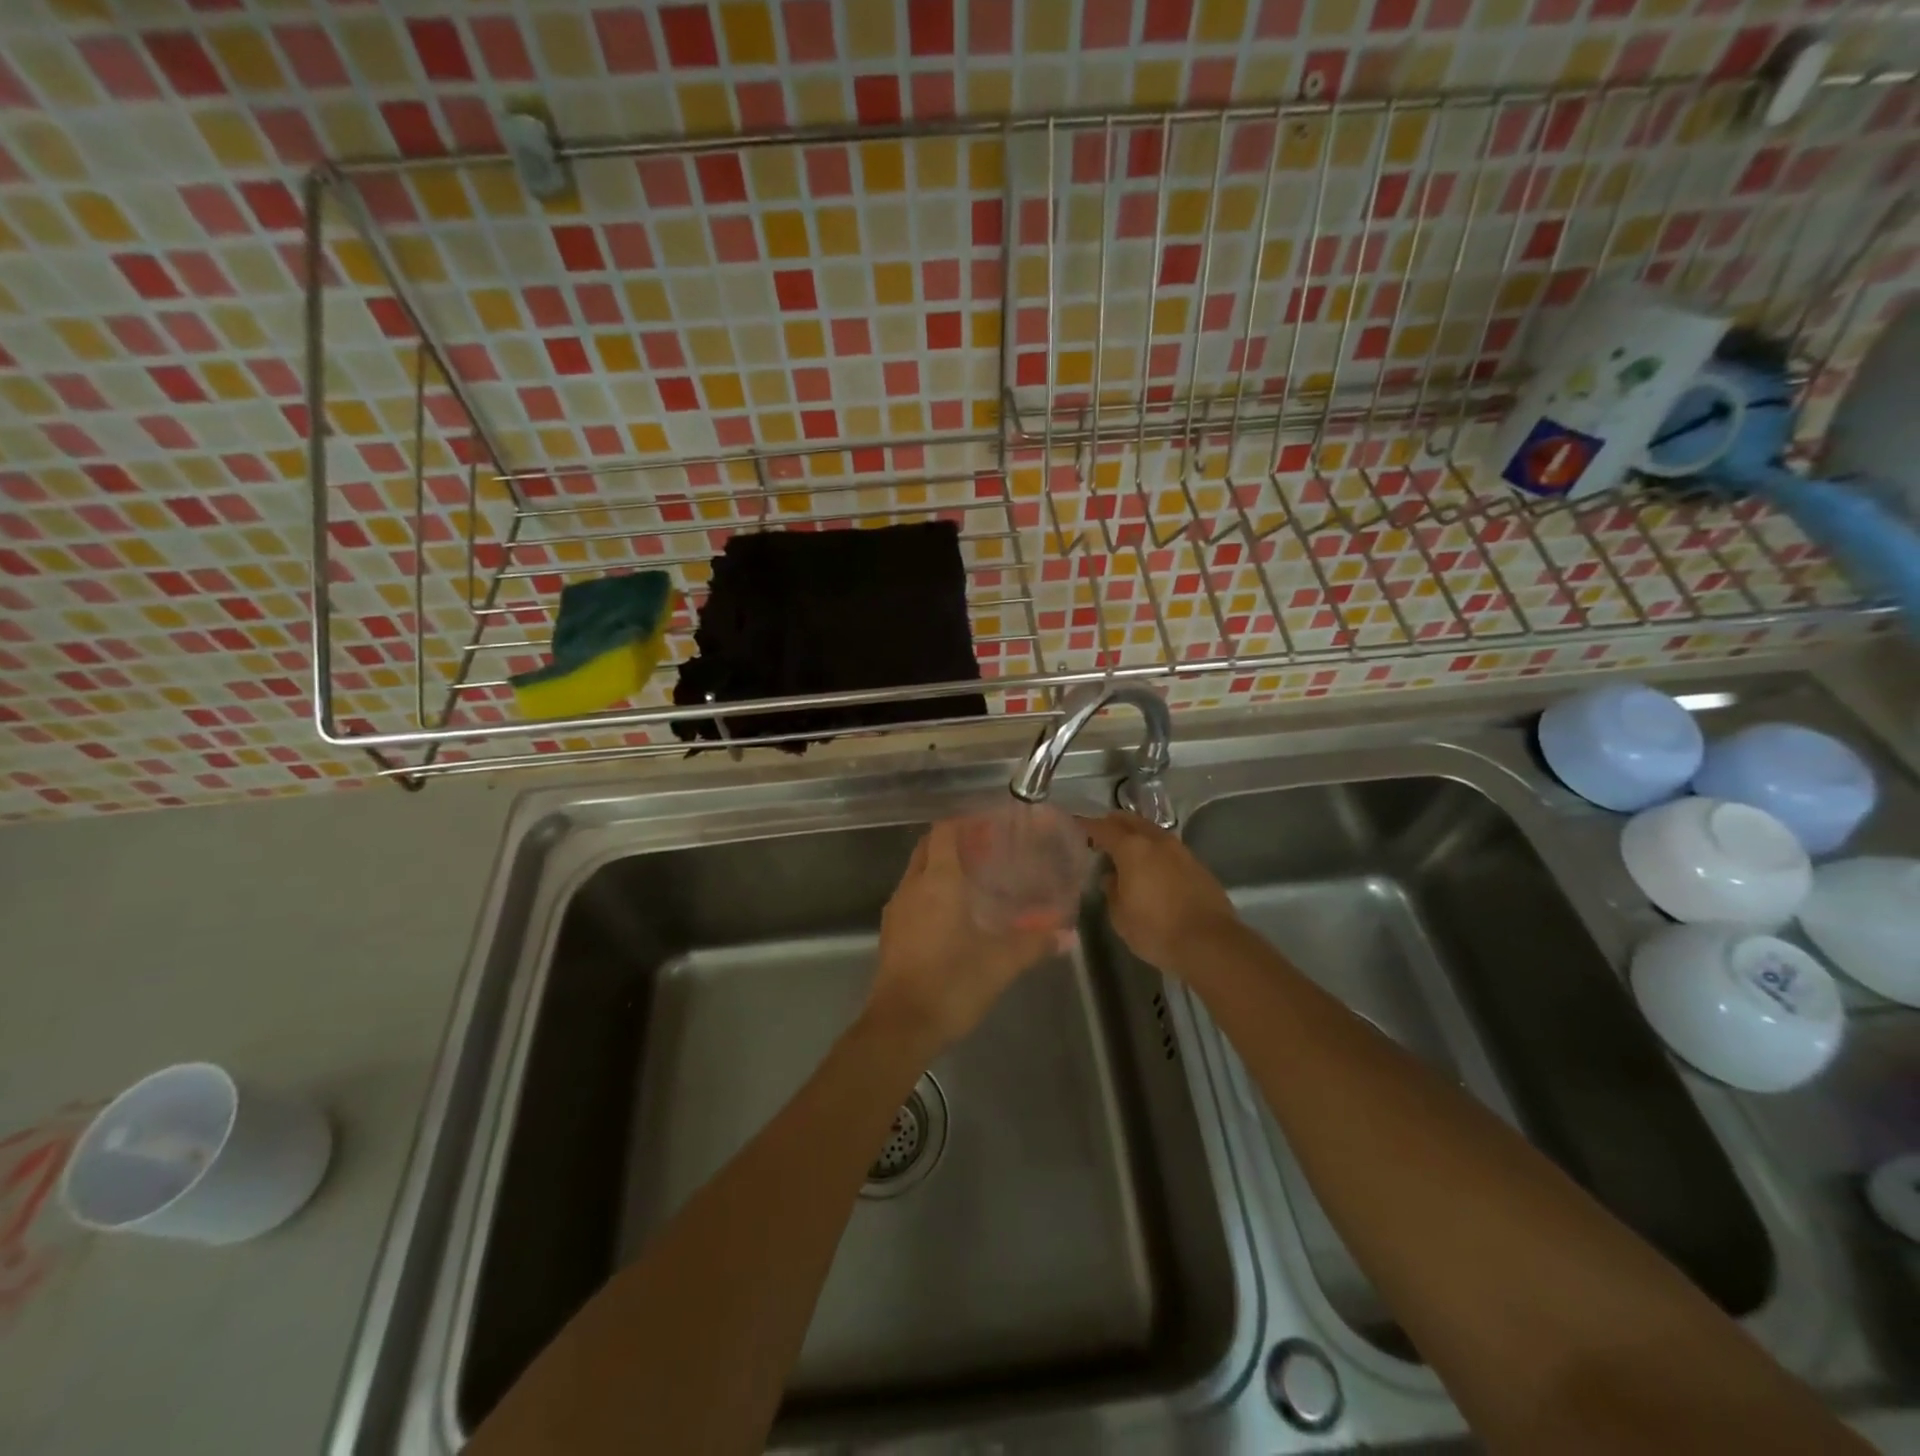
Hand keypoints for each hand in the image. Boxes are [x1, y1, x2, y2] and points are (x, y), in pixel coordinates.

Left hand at [868, 820, 1059, 1054]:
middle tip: (987, 849)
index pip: (945, 831)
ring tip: (975, 878)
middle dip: (954, 841)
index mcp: (937, 882)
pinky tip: (955, 913)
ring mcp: (897, 910)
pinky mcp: (891, 932)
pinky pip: (912, 896)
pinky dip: (931, 891)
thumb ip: (1035, 943)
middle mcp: (912, 887)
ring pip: (917, 872)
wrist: (900, 1027)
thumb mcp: (1001, 963)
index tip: (991, 825)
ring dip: (941, 866)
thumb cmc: (951, 984)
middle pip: (929, 847)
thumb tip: (1069, 935)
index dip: (966, 822)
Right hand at [1082, 813, 1238, 973]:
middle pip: (1130, 821)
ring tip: (1125, 851)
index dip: (1086, 826)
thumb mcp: (1120, 916)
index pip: (1103, 828)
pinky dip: (1154, 851)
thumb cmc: (1156, 930)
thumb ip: (1112, 891)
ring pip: (1152, 832)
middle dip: (1113, 824)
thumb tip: (1111, 877)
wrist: (1210, 943)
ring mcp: (1181, 851)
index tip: (1074, 826)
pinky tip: (1151, 868)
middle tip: (1099, 835)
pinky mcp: (1198, 866)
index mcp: (1133, 848)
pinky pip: (1168, 849)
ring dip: (1136, 836)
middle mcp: (1157, 841)